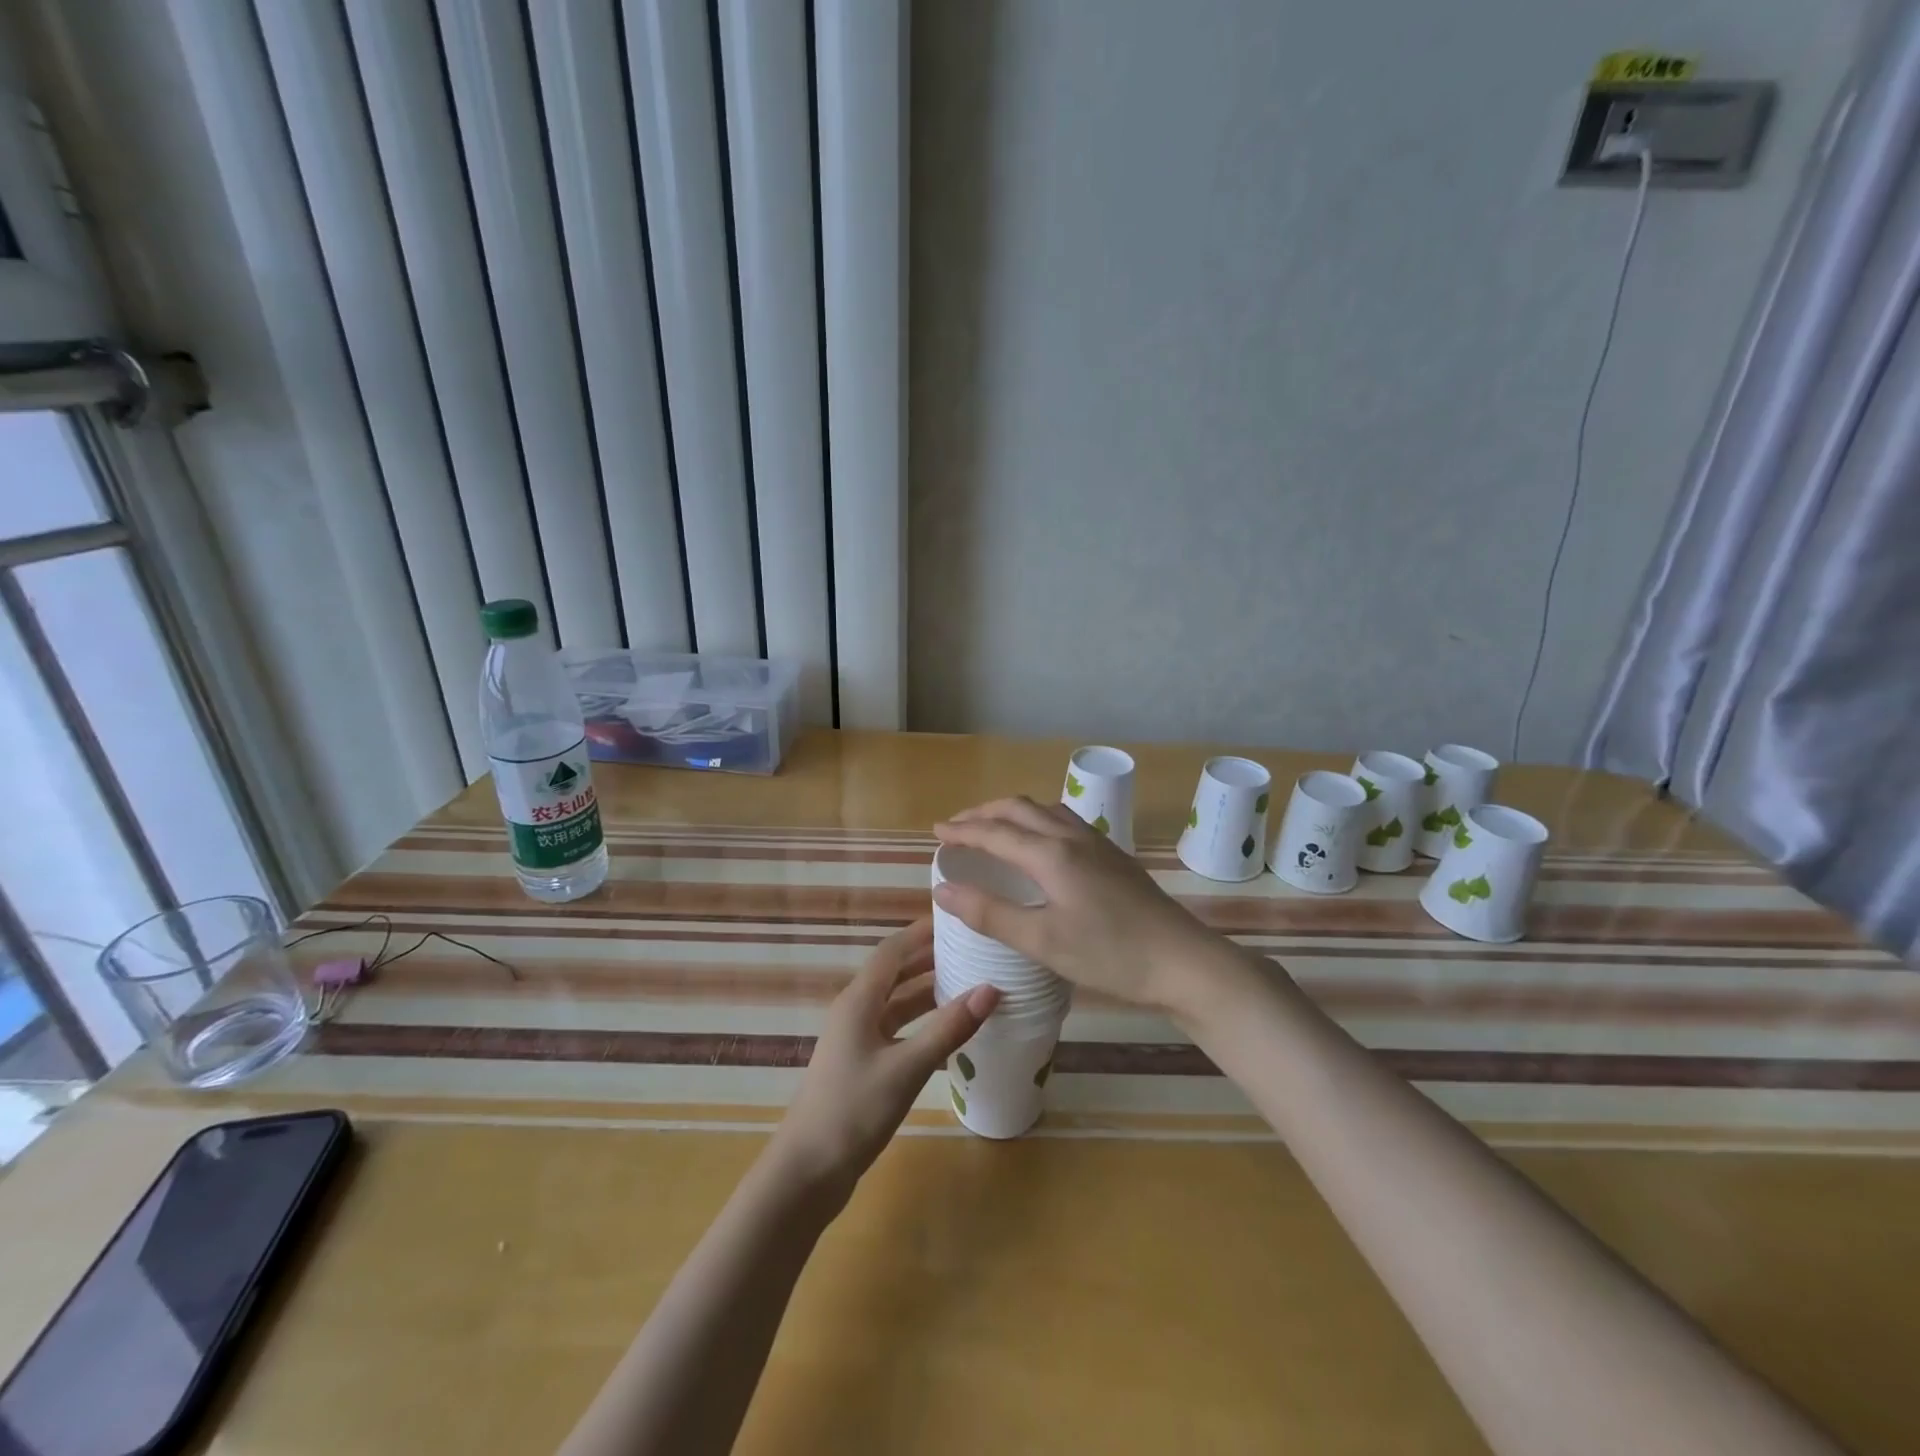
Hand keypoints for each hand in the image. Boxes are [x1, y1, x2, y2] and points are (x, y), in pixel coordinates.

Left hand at [771, 919, 998, 1204]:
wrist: (806, 1172)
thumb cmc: (853, 1111)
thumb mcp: (906, 1068)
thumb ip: (948, 1028)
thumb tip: (991, 989)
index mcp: (859, 1000)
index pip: (893, 950)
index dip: (922, 931)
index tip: (958, 918)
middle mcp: (856, 1011)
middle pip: (895, 972)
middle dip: (930, 958)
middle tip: (974, 949)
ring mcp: (857, 1039)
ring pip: (897, 1002)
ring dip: (928, 990)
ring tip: (970, 982)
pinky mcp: (862, 1064)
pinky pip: (896, 1028)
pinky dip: (921, 1022)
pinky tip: (948, 1030)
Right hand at [932, 797, 1222, 1013]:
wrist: (1184, 962)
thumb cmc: (1110, 954)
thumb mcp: (1043, 941)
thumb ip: (990, 913)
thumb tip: (943, 888)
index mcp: (1051, 854)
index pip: (995, 832)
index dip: (962, 831)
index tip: (936, 832)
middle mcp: (1073, 837)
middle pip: (1020, 809)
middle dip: (984, 813)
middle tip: (958, 827)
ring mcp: (1098, 844)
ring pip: (1046, 810)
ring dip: (1013, 813)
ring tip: (994, 828)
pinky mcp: (1115, 857)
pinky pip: (1066, 821)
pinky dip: (1038, 821)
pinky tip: (1043, 844)